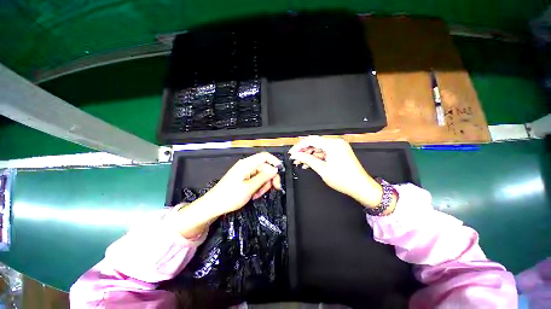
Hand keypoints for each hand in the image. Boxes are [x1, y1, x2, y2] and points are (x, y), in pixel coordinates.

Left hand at [175, 152, 281, 238]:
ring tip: (257, 195)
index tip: (280, 172)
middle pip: (265, 167)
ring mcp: (245, 172)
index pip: (264, 156)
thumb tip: (275, 170)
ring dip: (263, 185)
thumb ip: (263, 177)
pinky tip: (254, 195)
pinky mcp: (243, 178)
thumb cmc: (230, 196)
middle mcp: (247, 165)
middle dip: (269, 178)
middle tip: (273, 189)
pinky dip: (258, 186)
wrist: (213, 205)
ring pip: (261, 175)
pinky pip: (256, 179)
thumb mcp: (249, 188)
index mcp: (247, 164)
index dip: (274, 161)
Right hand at [289, 136, 382, 207]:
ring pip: (318, 147)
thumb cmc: (343, 179)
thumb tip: (296, 155)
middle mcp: (336, 142)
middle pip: (315, 143)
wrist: (360, 187)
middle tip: (295, 158)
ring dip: (309, 154)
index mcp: (332, 144)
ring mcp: (338, 147)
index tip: (292, 153)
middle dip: (303, 150)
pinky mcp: (339, 152)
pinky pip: (324, 152)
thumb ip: (307, 159)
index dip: (299, 146)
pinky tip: (308, 163)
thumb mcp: (322, 169)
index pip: (311, 140)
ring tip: (300, 162)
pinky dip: (316, 157)